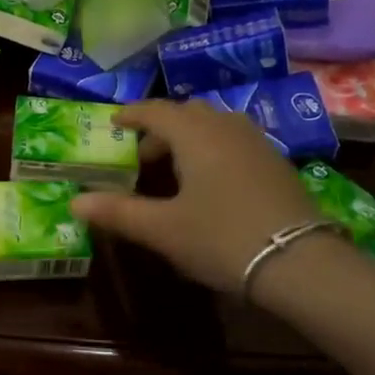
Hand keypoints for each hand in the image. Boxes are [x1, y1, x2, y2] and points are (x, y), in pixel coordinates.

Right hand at [70, 99, 322, 292]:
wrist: (300, 263)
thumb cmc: (221, 238)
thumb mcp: (162, 229)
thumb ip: (117, 212)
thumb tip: (74, 203)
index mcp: (195, 134)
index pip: (156, 110)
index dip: (132, 115)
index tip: (114, 123)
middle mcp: (227, 127)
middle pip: (187, 114)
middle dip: (160, 129)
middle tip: (141, 157)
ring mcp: (257, 142)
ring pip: (214, 126)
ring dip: (189, 138)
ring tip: (175, 170)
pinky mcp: (277, 163)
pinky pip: (235, 141)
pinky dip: (213, 149)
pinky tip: (211, 183)